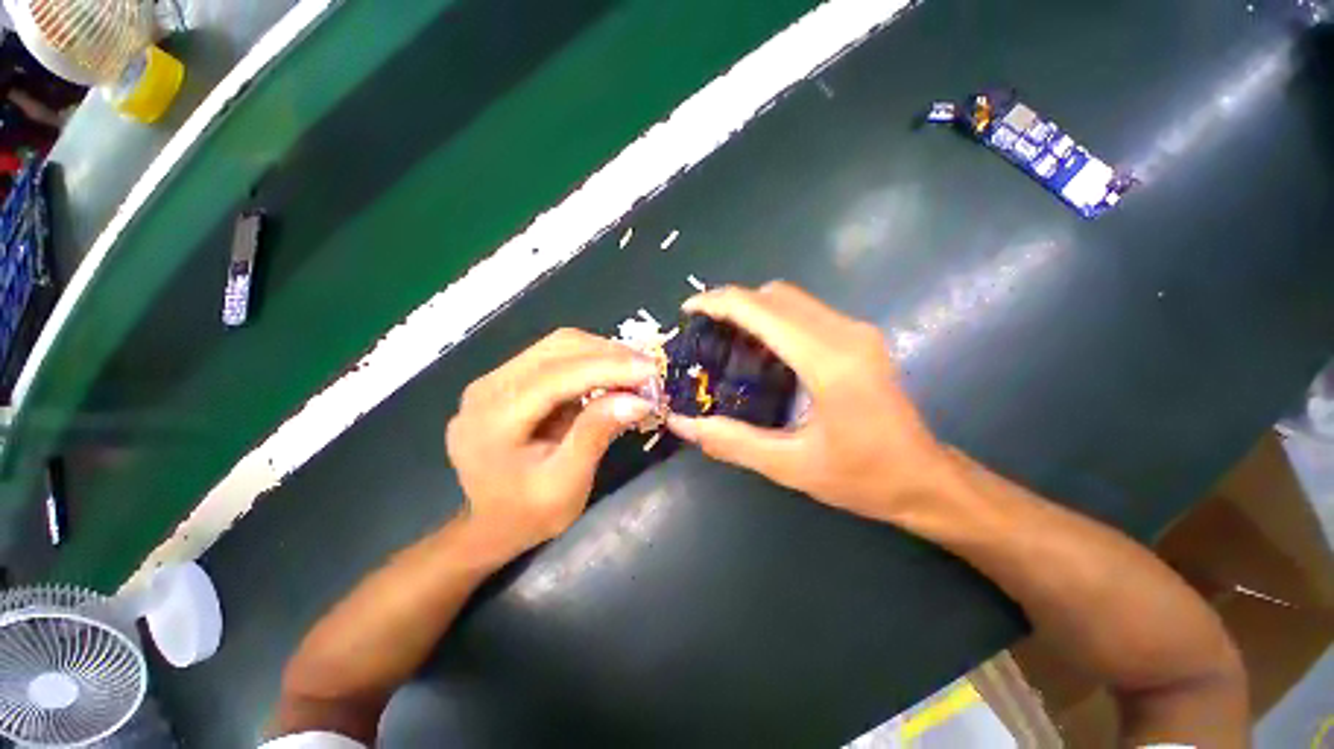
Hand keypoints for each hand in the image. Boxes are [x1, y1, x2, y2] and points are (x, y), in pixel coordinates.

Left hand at [446, 329, 657, 560]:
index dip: (609, 367)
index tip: (651, 370)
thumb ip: (596, 434)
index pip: (559, 374)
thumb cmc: (525, 514)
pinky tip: (613, 374)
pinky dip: (590, 360)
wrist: (486, 526)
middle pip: (558, 348)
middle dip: (610, 355)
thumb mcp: (566, 484)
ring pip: (559, 346)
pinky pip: (555, 356)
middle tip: (650, 371)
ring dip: (603, 353)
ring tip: (637, 371)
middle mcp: (490, 386)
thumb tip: (639, 399)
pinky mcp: (510, 380)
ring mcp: (496, 379)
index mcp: (496, 416)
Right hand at [667, 282, 959, 524]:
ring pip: (791, 299)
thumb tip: (681, 423)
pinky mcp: (860, 337)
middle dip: (732, 302)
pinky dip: (773, 318)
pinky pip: (805, 311)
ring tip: (724, 335)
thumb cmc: (862, 477)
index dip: (719, 302)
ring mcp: (857, 331)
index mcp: (828, 363)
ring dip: (753, 308)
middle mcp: (845, 334)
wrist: (926, 479)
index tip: (688, 310)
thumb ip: (731, 441)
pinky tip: (759, 347)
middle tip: (702, 329)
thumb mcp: (789, 466)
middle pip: (776, 295)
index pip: (763, 311)